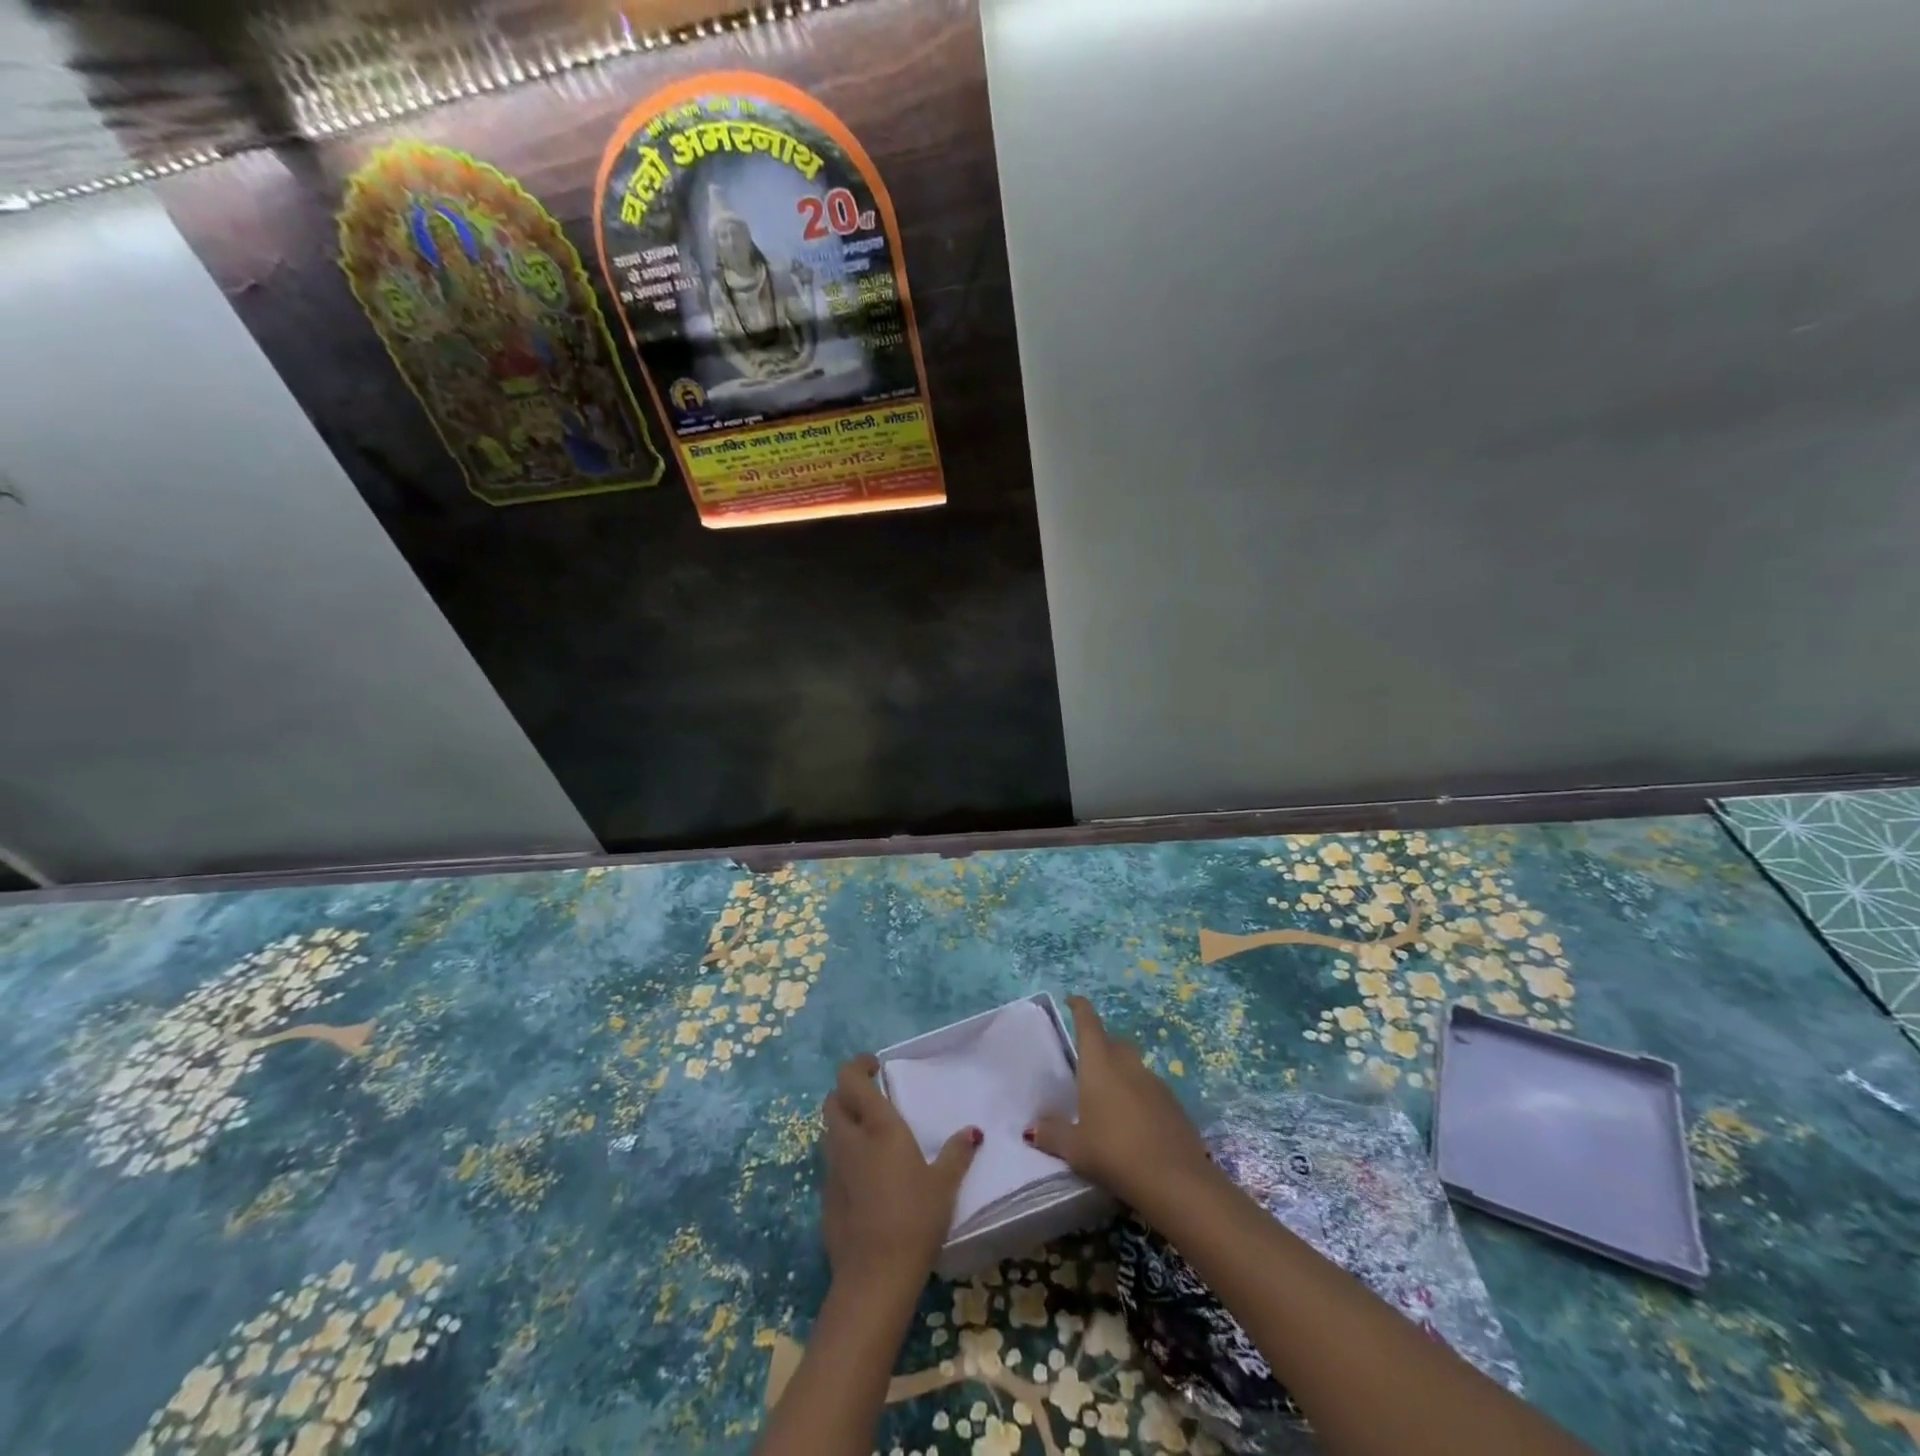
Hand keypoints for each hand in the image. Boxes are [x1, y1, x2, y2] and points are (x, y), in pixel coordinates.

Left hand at [821, 1054, 979, 1296]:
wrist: (874, 1277)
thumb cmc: (915, 1219)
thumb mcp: (944, 1185)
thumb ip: (956, 1154)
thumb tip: (972, 1132)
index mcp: (878, 1126)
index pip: (850, 1079)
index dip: (857, 1066)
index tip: (874, 1066)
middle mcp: (849, 1140)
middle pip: (832, 1102)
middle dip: (846, 1093)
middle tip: (870, 1098)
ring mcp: (833, 1170)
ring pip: (829, 1132)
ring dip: (843, 1124)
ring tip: (869, 1135)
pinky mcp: (825, 1198)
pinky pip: (831, 1164)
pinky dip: (844, 1158)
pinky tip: (865, 1177)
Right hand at [1026, 996, 1218, 1216]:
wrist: (1175, 1180)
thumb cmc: (1114, 1153)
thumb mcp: (1075, 1149)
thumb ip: (1052, 1135)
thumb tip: (1032, 1128)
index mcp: (1100, 1064)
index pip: (1088, 1023)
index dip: (1080, 1008)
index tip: (1073, 999)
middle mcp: (1128, 1064)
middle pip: (1113, 1042)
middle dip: (1101, 1045)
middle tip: (1086, 1063)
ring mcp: (1155, 1082)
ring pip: (1133, 1066)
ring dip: (1120, 1072)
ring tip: (1108, 1098)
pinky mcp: (1174, 1104)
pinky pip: (1149, 1089)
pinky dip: (1138, 1095)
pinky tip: (1133, 1122)